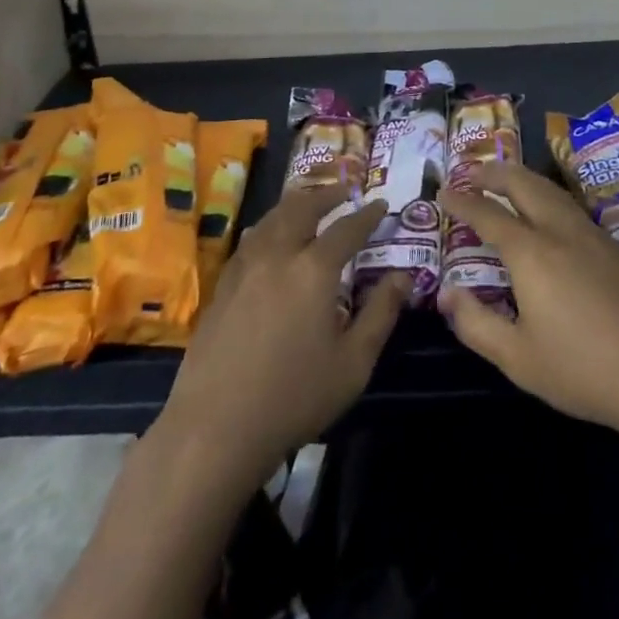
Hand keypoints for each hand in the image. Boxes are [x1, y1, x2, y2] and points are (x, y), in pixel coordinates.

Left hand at [158, 188, 408, 486]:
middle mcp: (278, 254)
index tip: (381, 204)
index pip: (347, 228)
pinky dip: (269, 225)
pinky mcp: (223, 285)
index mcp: (314, 269)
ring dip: (295, 204)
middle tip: (343, 191)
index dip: (367, 215)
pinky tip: (270, 237)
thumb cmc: (294, 397)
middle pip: (303, 208)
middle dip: (327, 195)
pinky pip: (251, 239)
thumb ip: (381, 314)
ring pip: (272, 218)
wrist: (215, 427)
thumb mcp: (353, 364)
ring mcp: (245, 267)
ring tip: (309, 203)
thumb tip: (403, 277)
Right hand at [438, 160, 618, 447]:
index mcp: (531, 252)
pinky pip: (573, 209)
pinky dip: (548, 199)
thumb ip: (476, 324)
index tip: (443, 191)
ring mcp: (596, 236)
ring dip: (523, 179)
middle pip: (523, 184)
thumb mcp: (520, 359)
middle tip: (471, 170)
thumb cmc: (588, 370)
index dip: (462, 201)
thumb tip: (446, 294)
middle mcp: (561, 231)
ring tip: (508, 182)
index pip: (487, 214)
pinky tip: (552, 221)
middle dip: (493, 172)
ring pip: (552, 191)